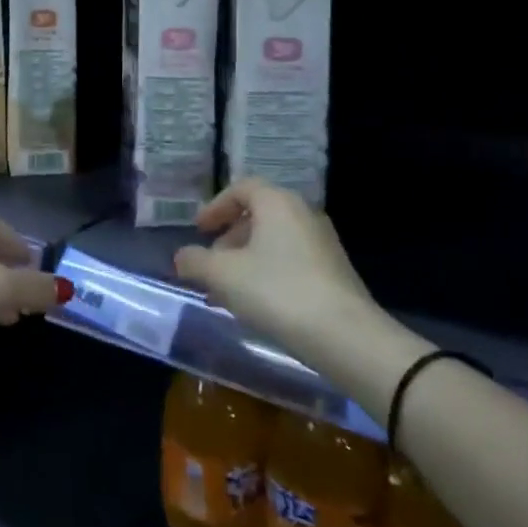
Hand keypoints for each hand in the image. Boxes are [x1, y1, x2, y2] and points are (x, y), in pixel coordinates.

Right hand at [174, 179, 373, 340]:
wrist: (346, 338)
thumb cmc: (277, 292)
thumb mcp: (223, 275)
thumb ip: (195, 261)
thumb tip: (181, 257)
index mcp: (277, 203)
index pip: (241, 188)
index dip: (215, 207)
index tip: (198, 230)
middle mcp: (302, 214)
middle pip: (257, 216)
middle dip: (228, 239)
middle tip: (210, 265)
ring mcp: (322, 244)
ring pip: (272, 242)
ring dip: (244, 261)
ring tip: (226, 293)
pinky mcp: (333, 272)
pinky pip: (289, 262)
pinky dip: (266, 274)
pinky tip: (255, 305)